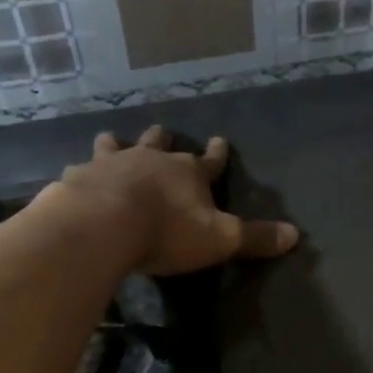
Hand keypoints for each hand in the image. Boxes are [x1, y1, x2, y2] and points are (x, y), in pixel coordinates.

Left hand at [54, 125, 298, 275]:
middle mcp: (150, 159)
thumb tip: (295, 235)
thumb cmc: (167, 231)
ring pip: (115, 145)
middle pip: (160, 142)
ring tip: (114, 141)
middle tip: (164, 133)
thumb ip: (255, 237)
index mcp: (188, 172)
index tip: (221, 140)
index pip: (211, 160)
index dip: (218, 153)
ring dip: (118, 144)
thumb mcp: (220, 239)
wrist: (102, 226)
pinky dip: (84, 173)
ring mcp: (110, 164)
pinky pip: (81, 170)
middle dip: (165, 138)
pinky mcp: (78, 178)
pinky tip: (77, 178)